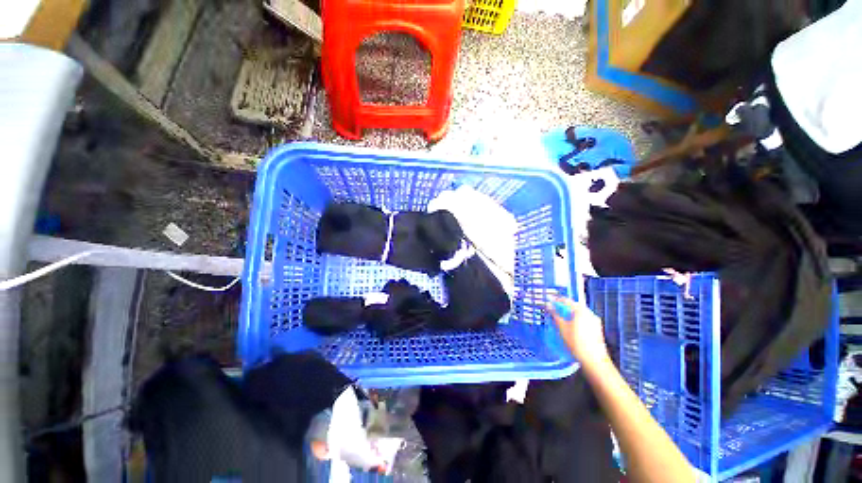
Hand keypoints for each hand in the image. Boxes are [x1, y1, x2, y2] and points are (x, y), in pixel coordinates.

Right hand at [546, 296, 610, 366]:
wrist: (594, 360)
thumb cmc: (576, 342)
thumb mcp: (562, 328)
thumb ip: (555, 315)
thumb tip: (549, 305)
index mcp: (580, 310)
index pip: (566, 300)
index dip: (556, 299)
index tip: (549, 299)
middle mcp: (589, 313)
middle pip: (574, 305)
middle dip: (564, 306)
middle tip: (555, 309)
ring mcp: (595, 320)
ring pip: (580, 312)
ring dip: (571, 312)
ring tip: (562, 317)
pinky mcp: (597, 328)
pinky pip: (585, 318)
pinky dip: (577, 318)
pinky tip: (572, 325)